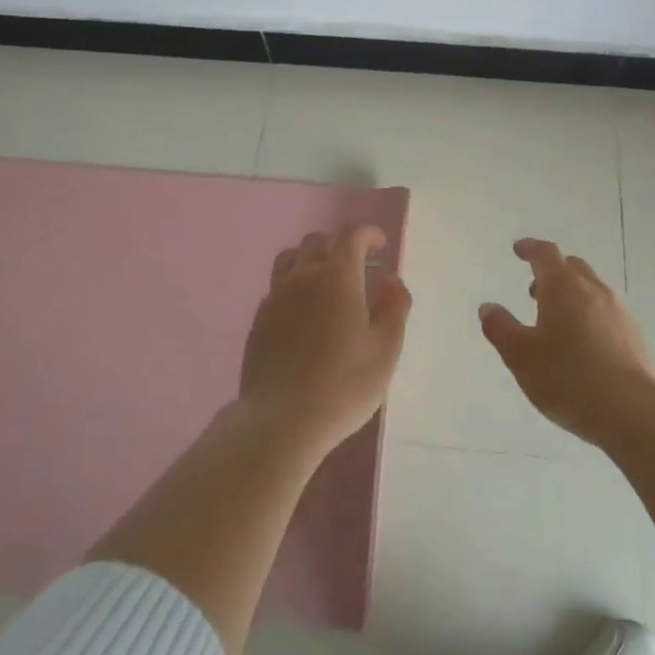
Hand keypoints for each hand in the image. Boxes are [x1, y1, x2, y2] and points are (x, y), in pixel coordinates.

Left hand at [239, 226, 412, 457]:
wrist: (281, 419)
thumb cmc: (344, 385)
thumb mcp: (386, 350)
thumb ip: (394, 307)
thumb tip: (390, 280)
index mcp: (338, 276)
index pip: (352, 236)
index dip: (369, 235)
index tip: (381, 246)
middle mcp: (303, 275)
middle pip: (319, 241)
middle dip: (341, 245)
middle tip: (358, 267)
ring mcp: (276, 295)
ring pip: (292, 258)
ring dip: (312, 259)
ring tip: (326, 282)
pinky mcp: (259, 318)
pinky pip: (278, 285)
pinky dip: (294, 285)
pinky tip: (304, 312)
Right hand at [480, 238, 654, 446]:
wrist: (632, 413)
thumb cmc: (567, 378)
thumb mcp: (520, 356)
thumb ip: (500, 328)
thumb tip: (488, 308)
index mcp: (563, 287)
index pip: (545, 254)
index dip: (530, 248)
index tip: (519, 250)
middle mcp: (593, 291)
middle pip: (572, 267)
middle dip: (552, 272)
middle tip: (534, 290)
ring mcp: (619, 313)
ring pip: (592, 290)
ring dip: (572, 296)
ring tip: (556, 322)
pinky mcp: (635, 338)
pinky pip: (607, 314)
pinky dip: (590, 317)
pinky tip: (584, 347)